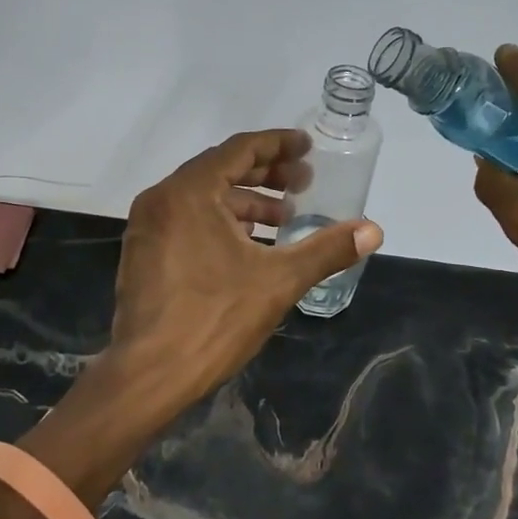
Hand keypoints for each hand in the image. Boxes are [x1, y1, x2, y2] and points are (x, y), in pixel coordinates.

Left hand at [112, 129, 383, 400]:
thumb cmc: (214, 319)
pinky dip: (220, 220)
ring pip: (203, 196)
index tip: (308, 148)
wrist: (149, 374)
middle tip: (303, 182)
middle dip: (265, 173)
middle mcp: (162, 199)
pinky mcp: (143, 252)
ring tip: (283, 217)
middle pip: (220, 168)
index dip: (278, 144)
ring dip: (244, 200)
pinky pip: (187, 218)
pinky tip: (249, 243)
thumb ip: (327, 249)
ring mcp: (147, 226)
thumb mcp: (279, 281)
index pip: (239, 149)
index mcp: (190, 192)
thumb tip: (374, 230)